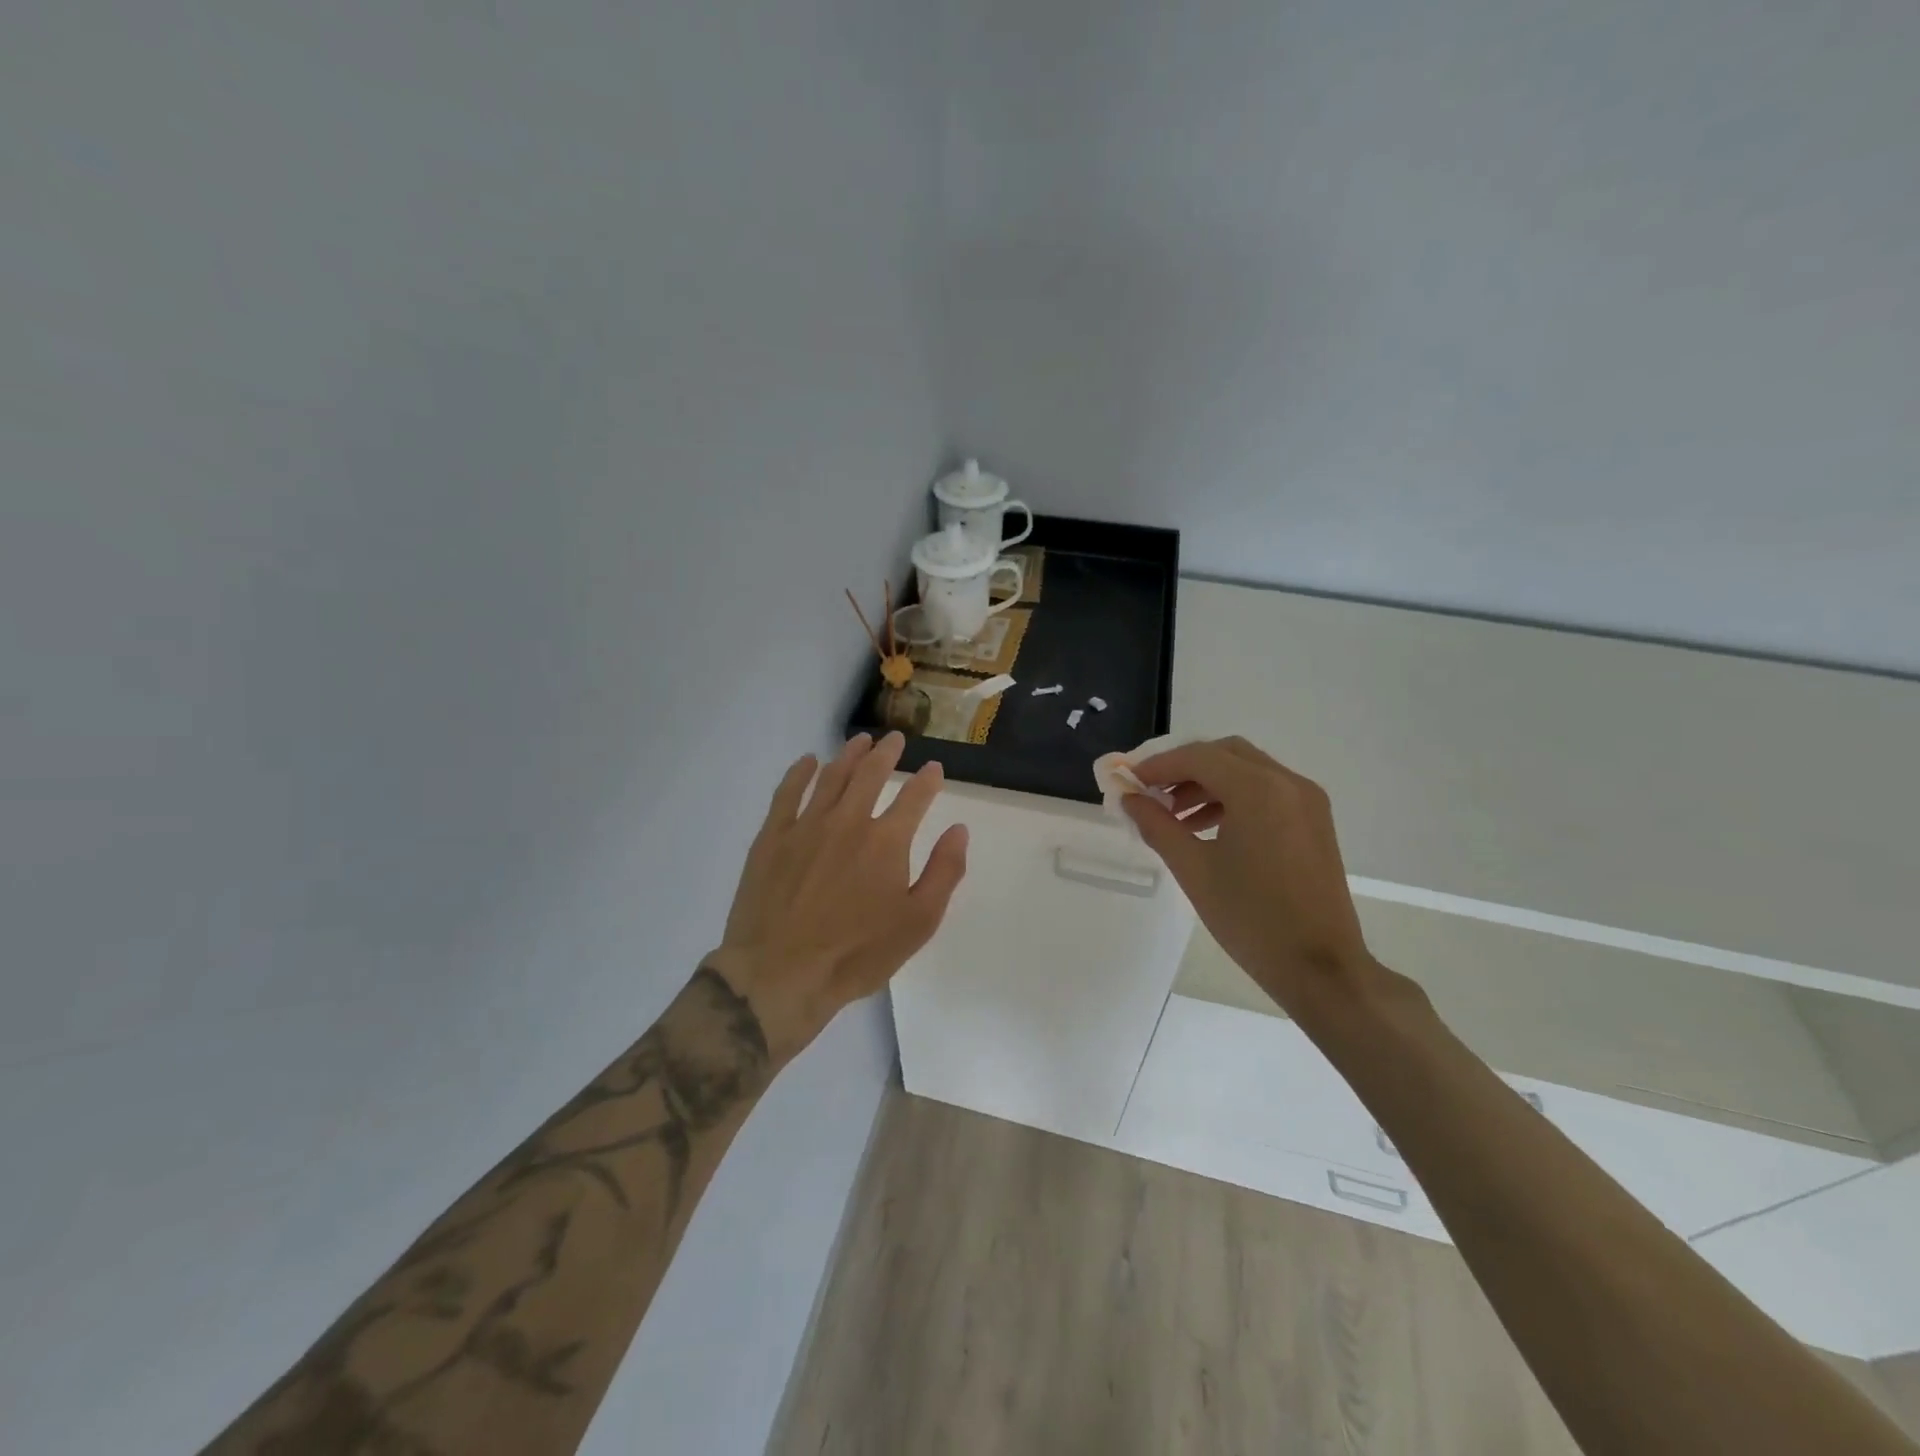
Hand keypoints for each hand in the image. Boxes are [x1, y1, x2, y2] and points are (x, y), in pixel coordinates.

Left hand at [710, 732, 968, 1061]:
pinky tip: (808, 761)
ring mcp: (806, 825)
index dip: (928, 780)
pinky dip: (800, 772)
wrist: (780, 974)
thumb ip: (944, 872)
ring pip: (831, 776)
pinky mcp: (772, 837)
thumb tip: (959, 830)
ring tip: (859, 740)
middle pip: (871, 774)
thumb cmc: (857, 954)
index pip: (914, 797)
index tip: (934, 768)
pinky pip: (787, 793)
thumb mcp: (918, 923)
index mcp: (887, 841)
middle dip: (887, 753)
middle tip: (894, 739)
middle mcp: (848, 821)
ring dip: (849, 754)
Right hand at [1122, 736, 1373, 1013]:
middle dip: (1184, 768)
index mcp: (1259, 790)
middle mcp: (1288, 783)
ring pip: (1247, 770)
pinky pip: (1266, 791)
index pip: (1198, 757)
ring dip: (1208, 782)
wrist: (1320, 967)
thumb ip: (1157, 826)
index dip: (1158, 765)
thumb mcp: (1194, 870)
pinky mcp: (1314, 820)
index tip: (1128, 781)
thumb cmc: (1251, 918)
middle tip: (1152, 794)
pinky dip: (1233, 797)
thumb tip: (1130, 799)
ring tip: (1175, 816)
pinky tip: (1208, 827)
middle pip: (1225, 753)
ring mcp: (1307, 800)